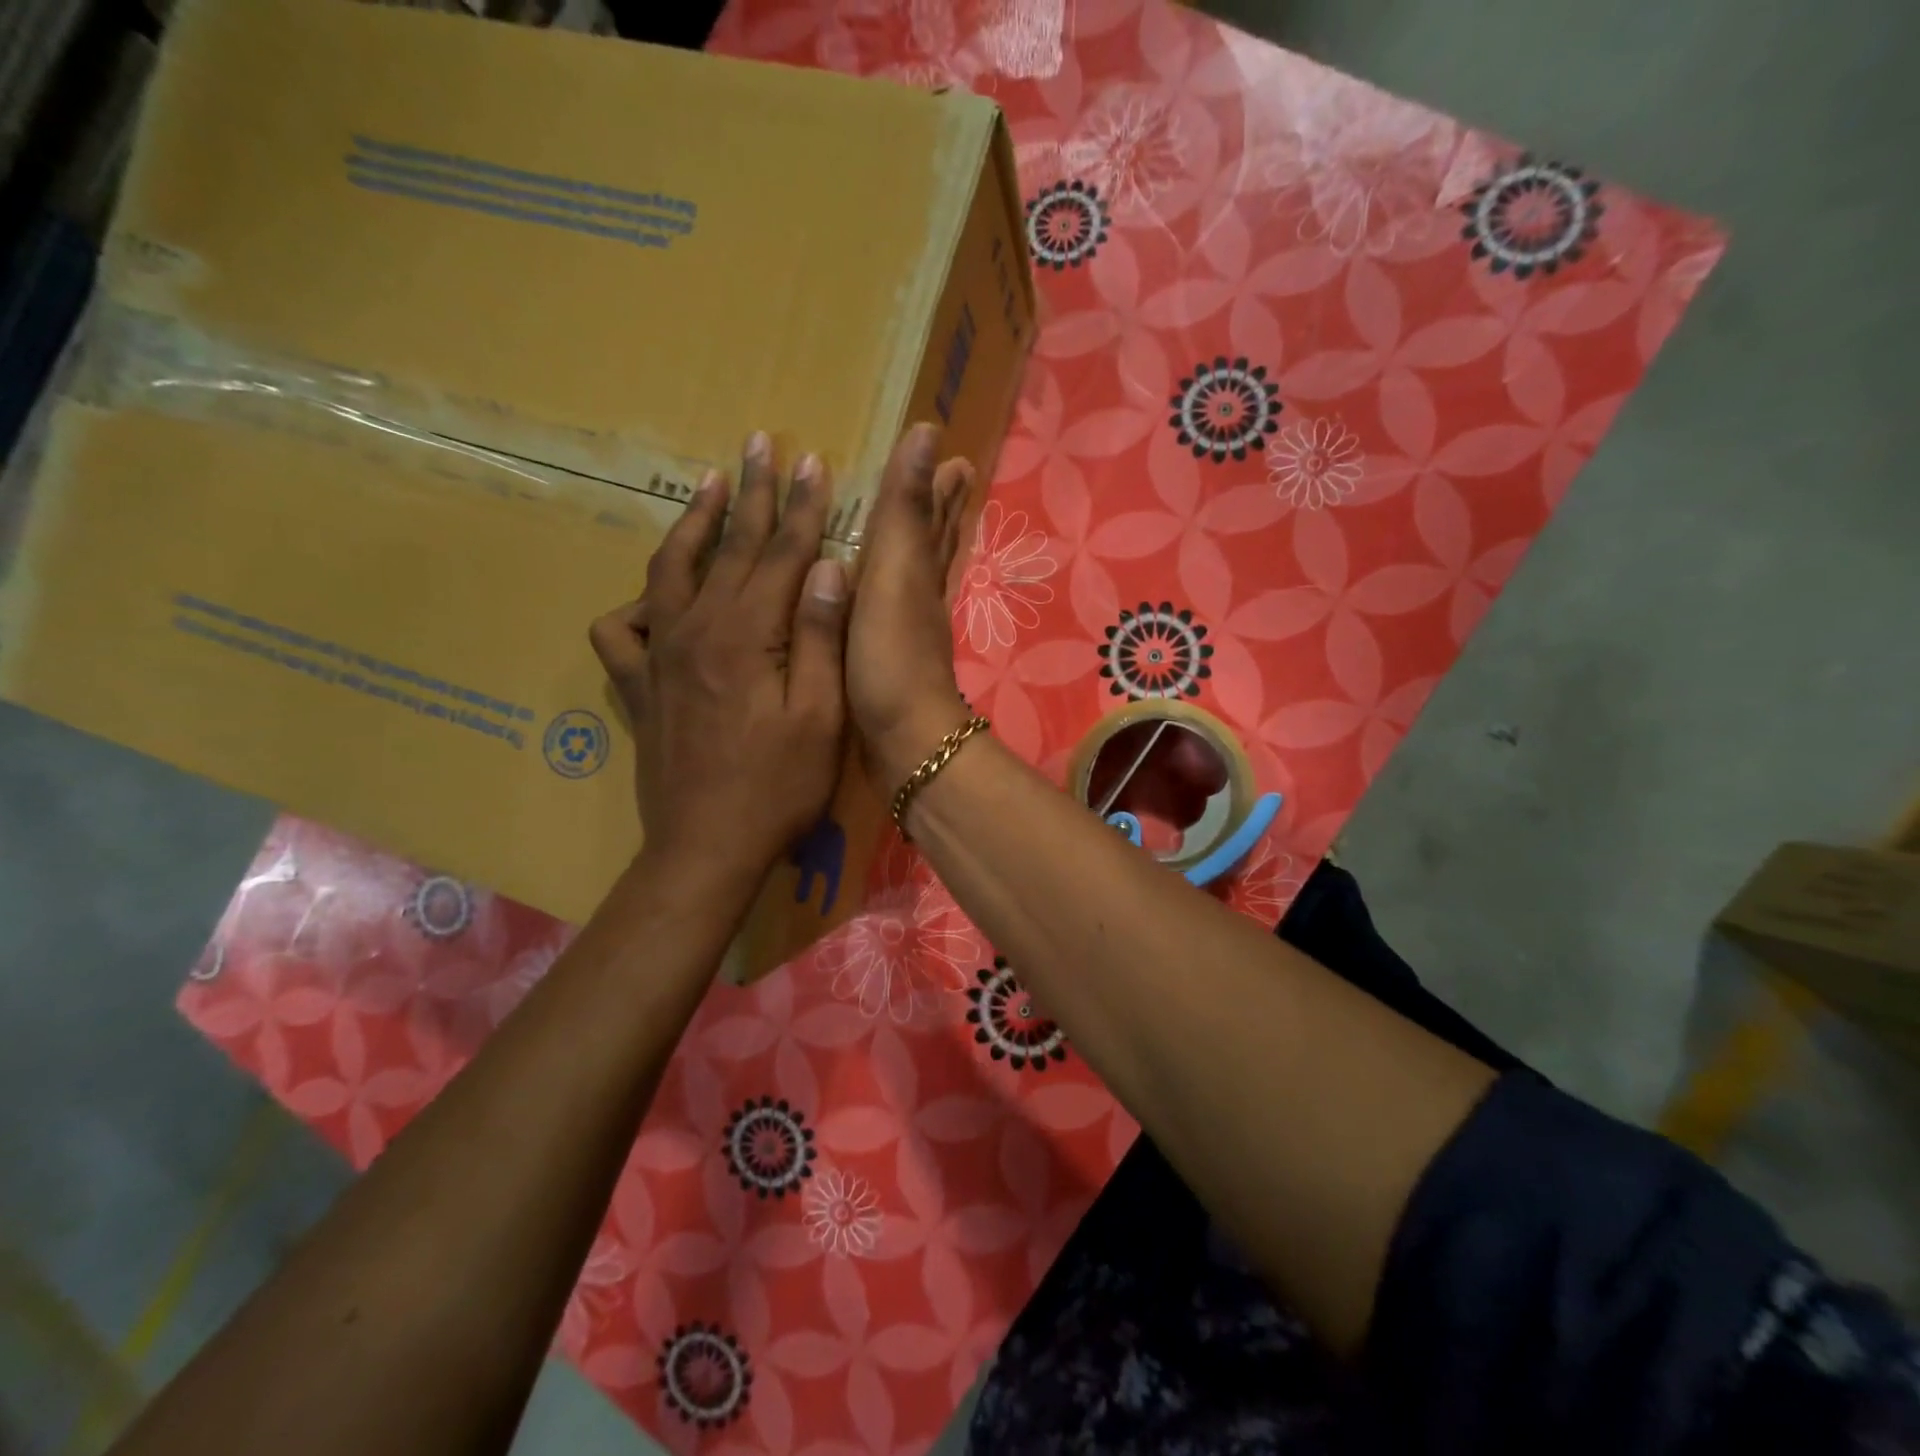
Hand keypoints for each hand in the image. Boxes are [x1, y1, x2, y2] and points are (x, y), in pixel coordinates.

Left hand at [590, 431, 848, 896]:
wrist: (706, 847)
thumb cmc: (777, 787)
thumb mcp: (821, 717)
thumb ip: (823, 638)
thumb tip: (830, 568)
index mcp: (747, 635)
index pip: (783, 554)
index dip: (803, 507)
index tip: (814, 462)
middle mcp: (695, 630)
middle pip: (730, 548)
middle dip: (753, 493)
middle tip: (761, 444)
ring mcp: (659, 656)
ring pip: (670, 570)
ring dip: (694, 524)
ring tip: (710, 485)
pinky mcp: (638, 686)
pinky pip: (621, 630)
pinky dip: (636, 604)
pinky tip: (655, 599)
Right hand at [846, 422, 975, 789]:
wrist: (903, 738)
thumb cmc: (893, 656)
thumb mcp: (895, 574)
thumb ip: (906, 510)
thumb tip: (929, 434)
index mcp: (918, 569)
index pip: (933, 515)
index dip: (939, 485)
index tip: (953, 454)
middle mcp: (919, 594)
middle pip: (933, 542)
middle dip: (938, 509)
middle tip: (951, 476)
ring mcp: (906, 629)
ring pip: (916, 574)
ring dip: (916, 546)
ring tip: (916, 525)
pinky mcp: (887, 659)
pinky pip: (890, 608)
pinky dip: (888, 591)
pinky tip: (878, 598)